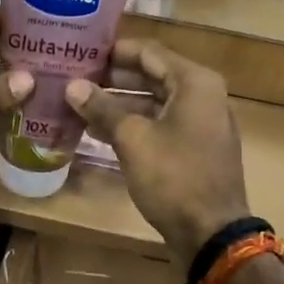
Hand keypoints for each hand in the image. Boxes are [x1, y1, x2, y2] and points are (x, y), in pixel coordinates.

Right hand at [64, 39, 249, 264]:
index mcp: (195, 83)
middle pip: (151, 76)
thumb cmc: (174, 177)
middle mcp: (203, 96)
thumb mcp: (133, 139)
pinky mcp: (194, 149)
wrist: (211, 232)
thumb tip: (72, 87)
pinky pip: (160, 126)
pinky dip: (133, 126)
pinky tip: (98, 132)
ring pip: (153, 103)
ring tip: (78, 105)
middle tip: (74, 78)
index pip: (148, 52)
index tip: (81, 51)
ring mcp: (200, 124)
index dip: (113, 51)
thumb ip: (102, 109)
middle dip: (112, 79)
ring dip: (118, 104)